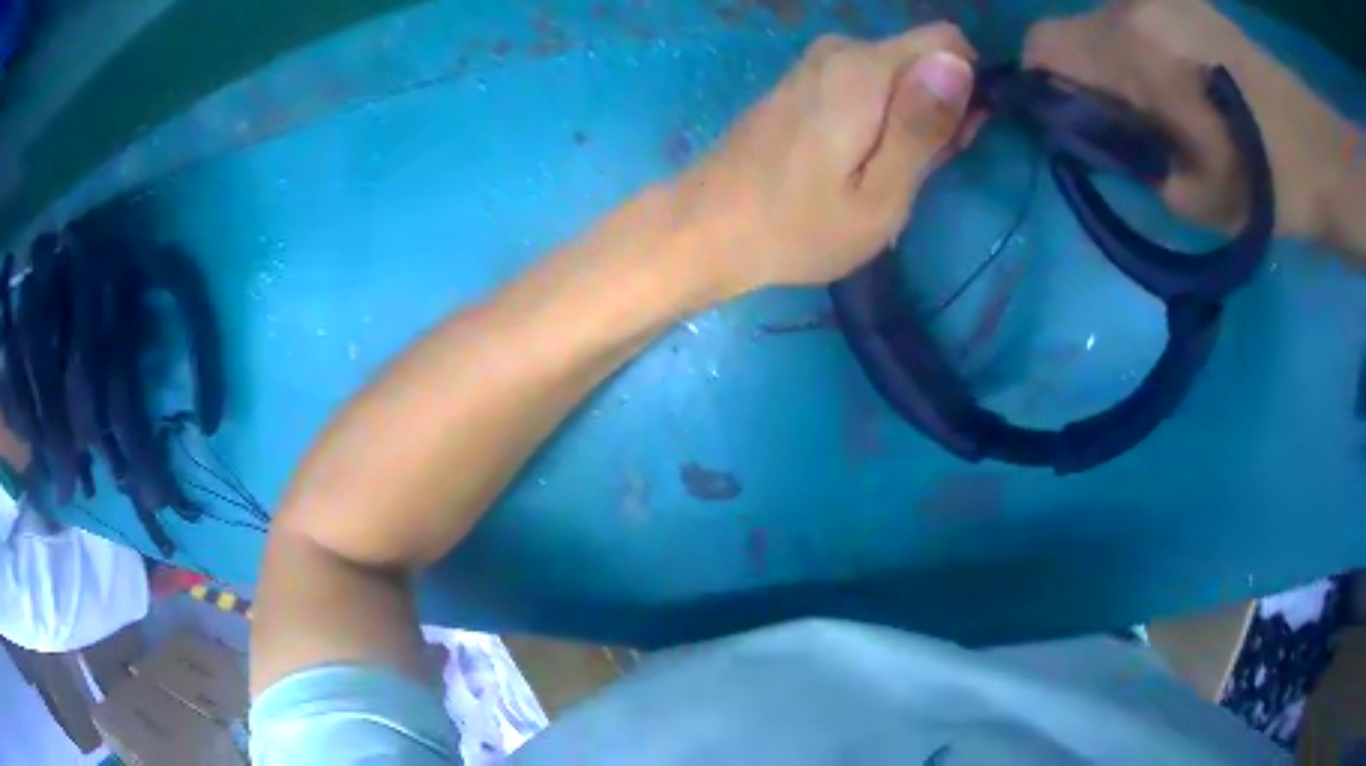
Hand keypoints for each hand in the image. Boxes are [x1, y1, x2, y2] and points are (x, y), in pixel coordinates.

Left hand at [673, 23, 975, 298]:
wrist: (706, 228)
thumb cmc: (798, 227)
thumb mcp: (880, 195)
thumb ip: (922, 125)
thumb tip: (960, 63)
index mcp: (865, 69)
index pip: (949, 43)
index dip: (967, 90)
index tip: (953, 141)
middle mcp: (840, 50)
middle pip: (922, 59)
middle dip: (937, 109)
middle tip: (913, 173)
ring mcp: (815, 62)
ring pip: (896, 73)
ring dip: (908, 118)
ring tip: (881, 174)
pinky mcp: (802, 80)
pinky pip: (866, 82)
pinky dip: (878, 116)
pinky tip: (855, 161)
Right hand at [1024, 0, 1357, 238]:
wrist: (1317, 152)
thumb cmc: (1262, 183)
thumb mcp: (1188, 195)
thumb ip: (1127, 154)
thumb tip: (1094, 132)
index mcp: (1131, 46)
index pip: (1042, 45)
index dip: (1042, 85)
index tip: (1071, 123)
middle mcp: (1135, 3)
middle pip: (1076, 30)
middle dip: (1087, 76)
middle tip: (1130, 125)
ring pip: (1109, 24)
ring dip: (1120, 63)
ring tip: (1166, 106)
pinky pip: (1142, 19)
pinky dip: (1146, 50)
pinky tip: (1185, 83)